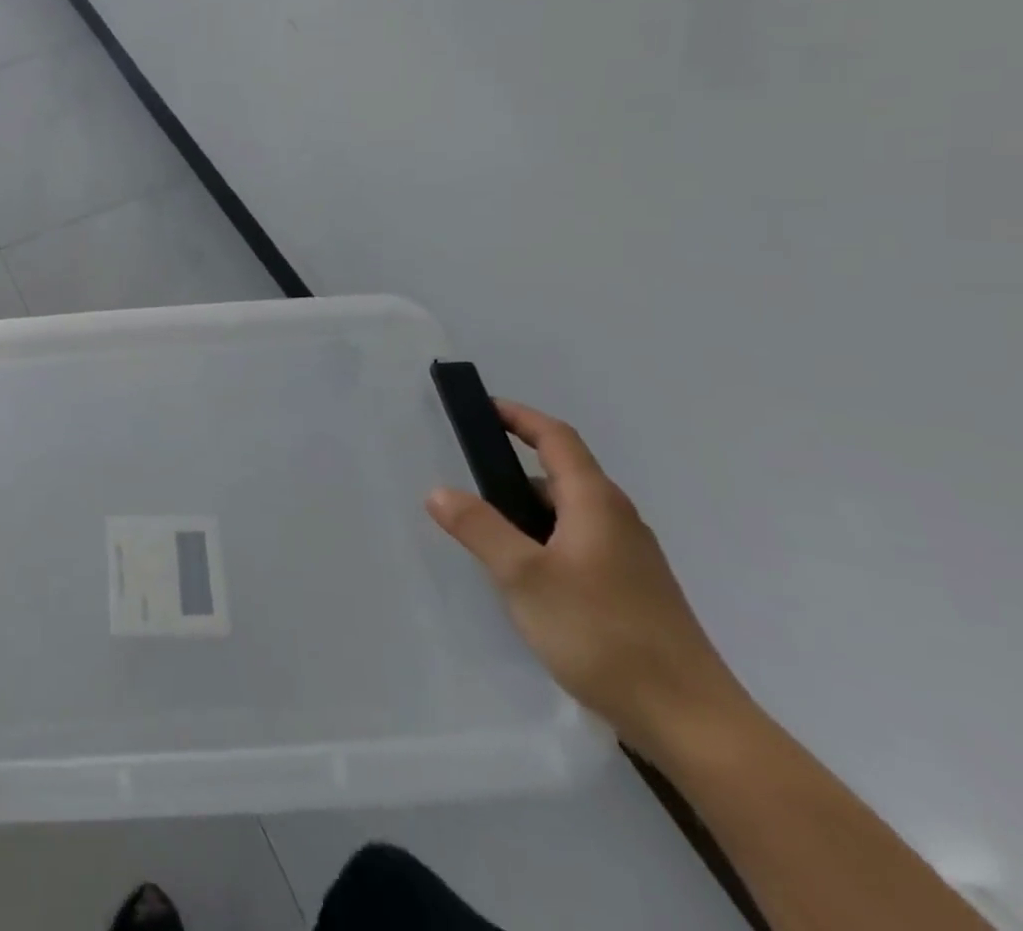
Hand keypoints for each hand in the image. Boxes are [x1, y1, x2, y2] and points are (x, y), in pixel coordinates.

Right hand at [424, 400, 750, 759]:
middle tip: (466, 484)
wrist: (693, 724)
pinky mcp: (634, 593)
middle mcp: (618, 521)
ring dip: (526, 513)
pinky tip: (526, 581)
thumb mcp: (524, 577)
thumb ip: (479, 528)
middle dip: (512, 472)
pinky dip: (545, 543)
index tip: (483, 408)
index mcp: (596, 503)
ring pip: (568, 516)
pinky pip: (579, 546)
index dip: (519, 417)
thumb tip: (439, 491)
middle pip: (560, 476)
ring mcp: (631, 559)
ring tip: (486, 537)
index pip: (556, 439)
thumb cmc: (603, 634)